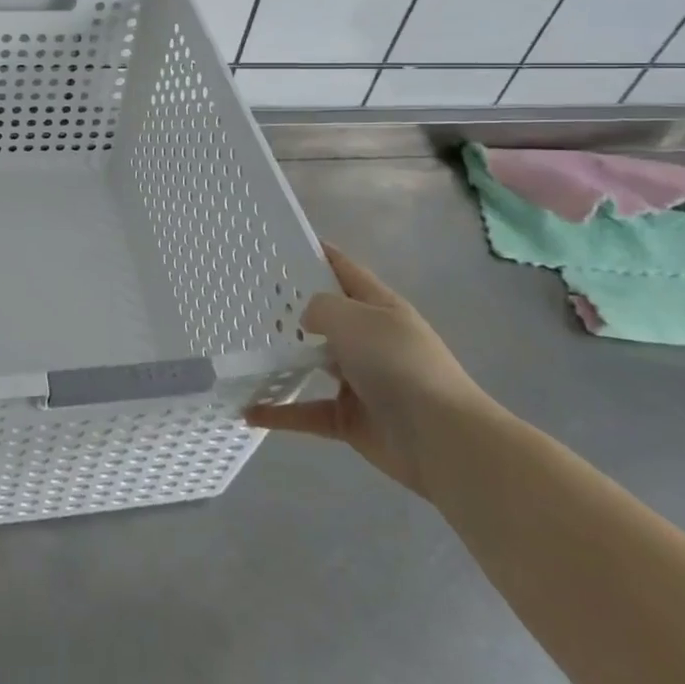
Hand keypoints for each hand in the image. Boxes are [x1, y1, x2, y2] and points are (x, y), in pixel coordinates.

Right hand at [246, 243, 493, 497]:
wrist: (440, 439)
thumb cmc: (398, 364)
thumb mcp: (354, 319)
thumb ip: (321, 308)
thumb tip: (307, 319)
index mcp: (378, 307)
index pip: (344, 270)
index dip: (318, 254)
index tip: (282, 244)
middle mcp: (370, 340)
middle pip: (326, 318)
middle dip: (292, 309)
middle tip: (247, 299)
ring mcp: (360, 381)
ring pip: (313, 364)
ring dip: (283, 361)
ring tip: (244, 350)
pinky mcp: (350, 419)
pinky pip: (307, 411)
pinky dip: (280, 412)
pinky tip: (249, 411)